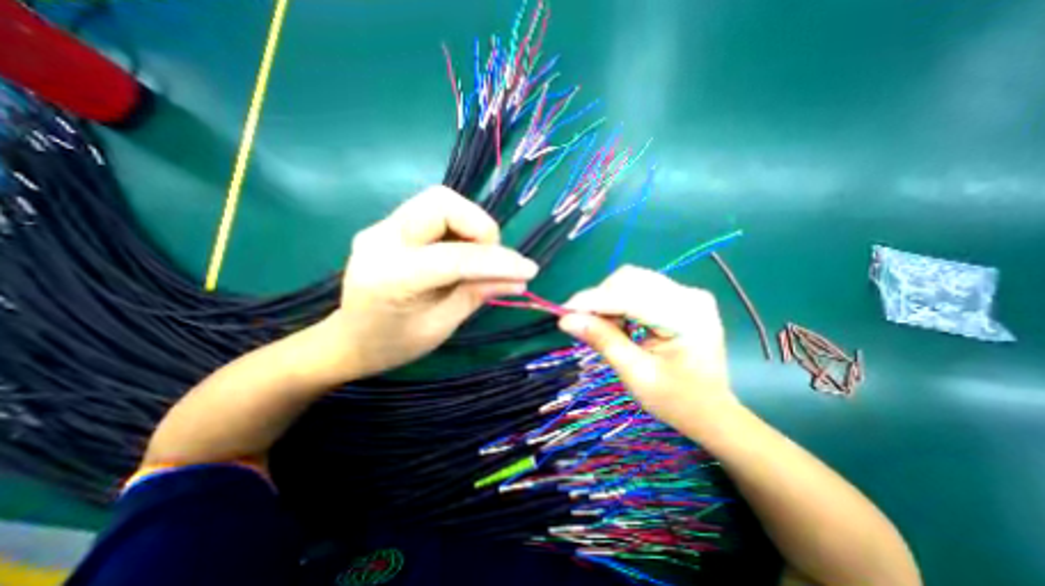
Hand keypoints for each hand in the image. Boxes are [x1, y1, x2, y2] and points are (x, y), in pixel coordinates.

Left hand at [318, 184, 538, 379]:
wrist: (348, 340)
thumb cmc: (393, 344)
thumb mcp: (442, 325)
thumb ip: (479, 294)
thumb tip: (519, 279)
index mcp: (391, 276)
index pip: (455, 257)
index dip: (498, 261)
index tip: (529, 270)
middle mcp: (381, 239)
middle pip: (442, 202)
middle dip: (479, 226)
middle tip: (492, 256)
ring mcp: (382, 228)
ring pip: (439, 201)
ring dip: (470, 224)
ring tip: (478, 256)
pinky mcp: (389, 226)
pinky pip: (433, 213)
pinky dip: (458, 228)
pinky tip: (460, 253)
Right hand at [559, 268, 737, 427]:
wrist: (712, 411)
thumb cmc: (677, 401)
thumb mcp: (636, 375)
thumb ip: (603, 341)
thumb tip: (566, 319)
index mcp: (686, 316)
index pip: (629, 297)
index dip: (592, 301)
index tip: (563, 312)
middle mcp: (689, 295)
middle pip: (629, 280)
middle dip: (600, 299)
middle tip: (583, 323)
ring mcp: (686, 293)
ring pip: (631, 281)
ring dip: (608, 299)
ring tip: (601, 326)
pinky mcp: (679, 297)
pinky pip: (639, 288)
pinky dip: (619, 301)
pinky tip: (617, 322)